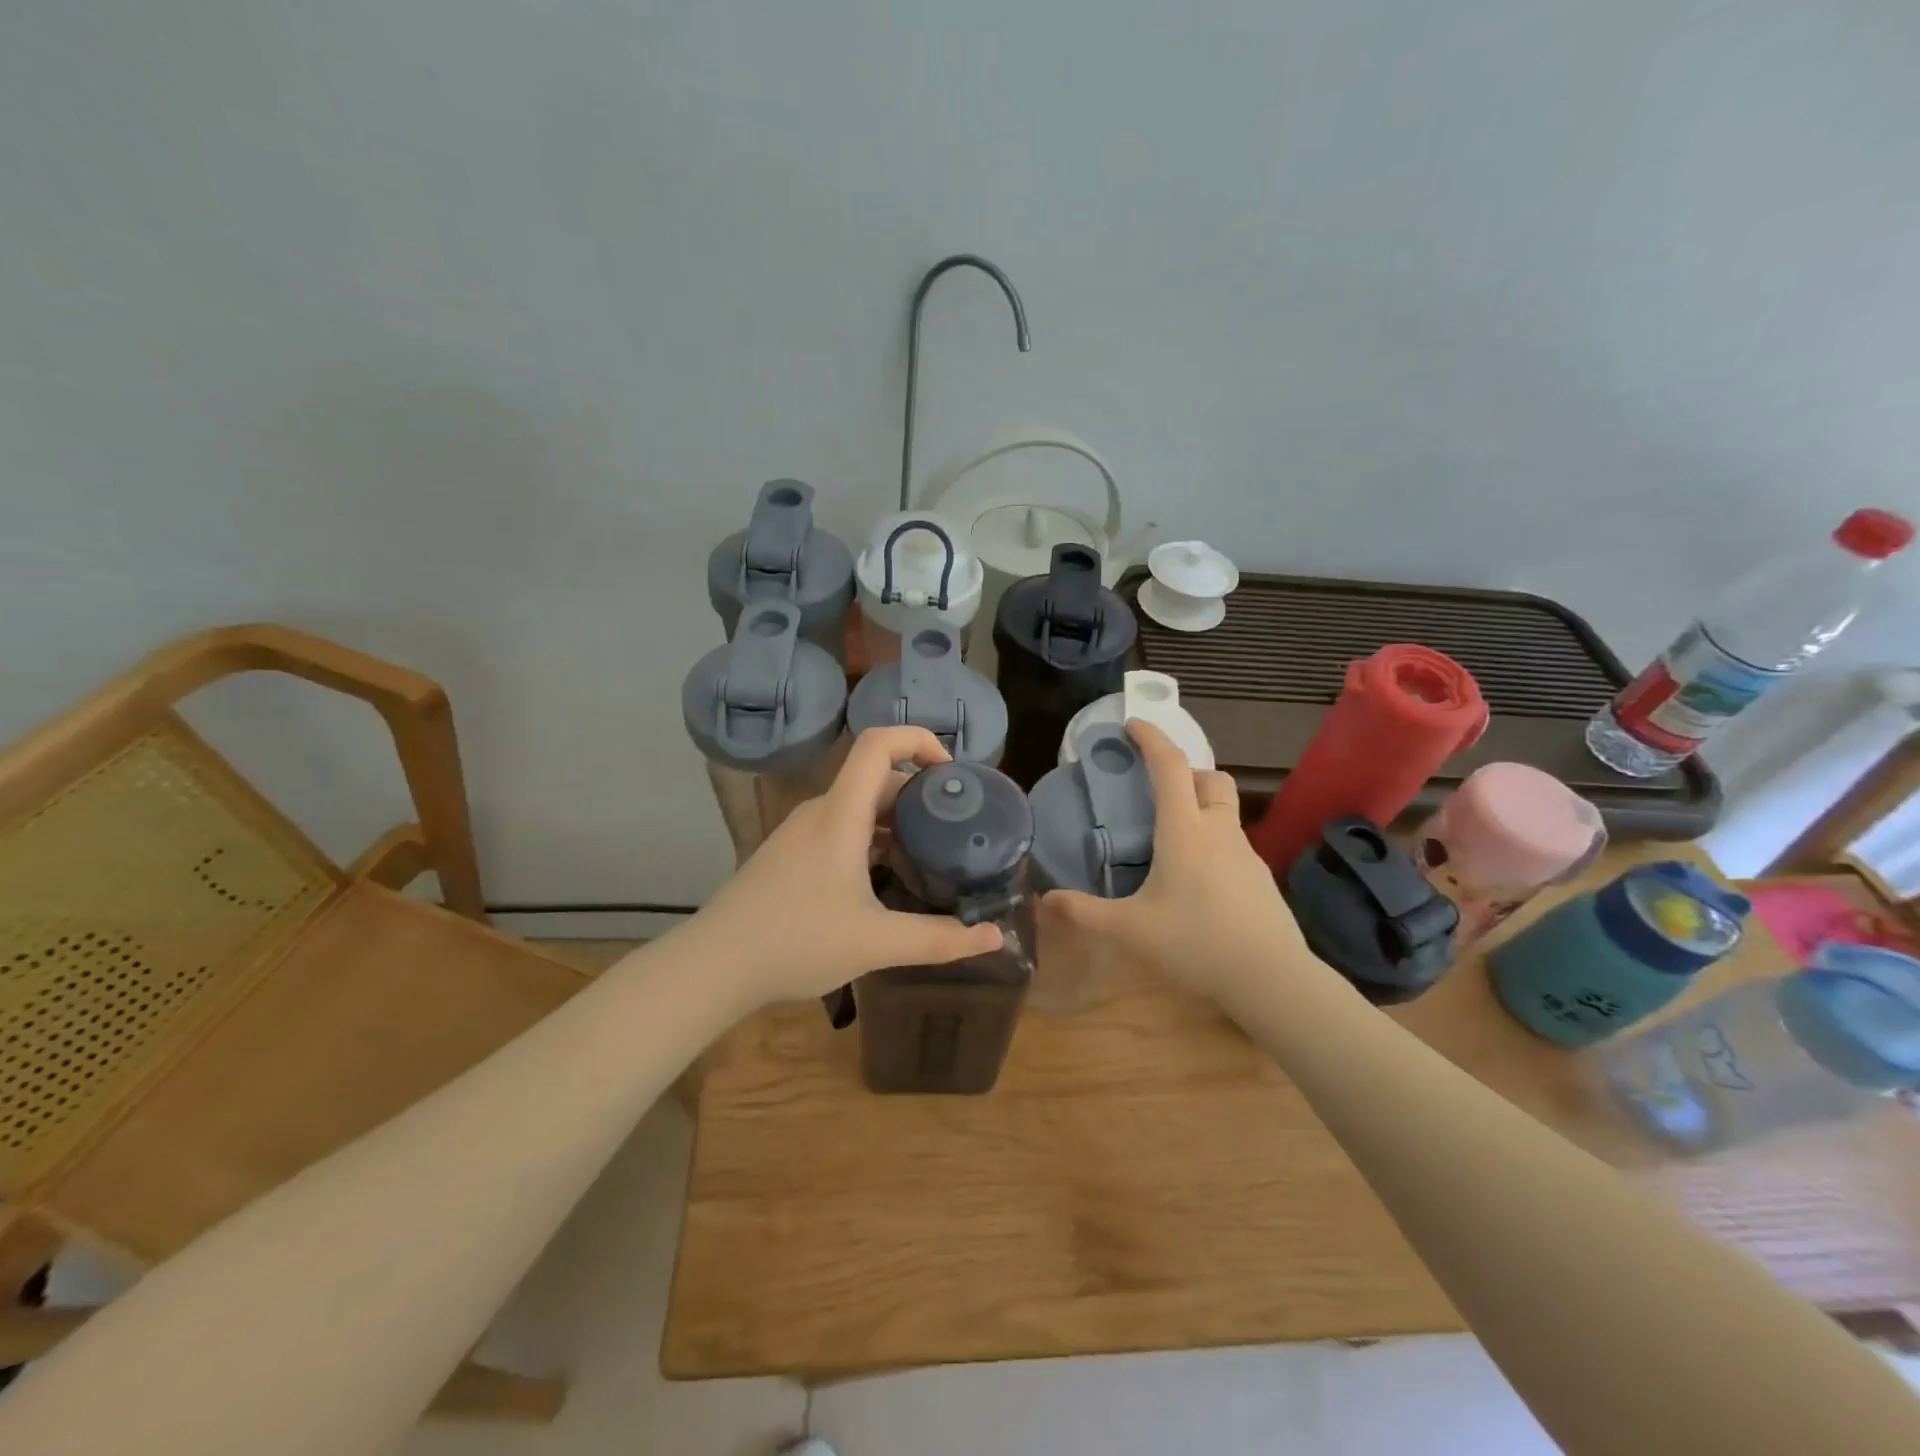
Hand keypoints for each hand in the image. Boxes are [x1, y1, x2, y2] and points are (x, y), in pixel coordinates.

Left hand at [686, 726, 1004, 1005]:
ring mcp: (800, 833)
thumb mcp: (877, 943)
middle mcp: (819, 812)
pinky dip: (871, 839)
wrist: (713, 966)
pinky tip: (886, 880)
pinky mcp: (789, 855)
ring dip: (895, 820)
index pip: (878, 744)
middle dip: (919, 793)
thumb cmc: (796, 941)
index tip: (952, 775)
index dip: (919, 740)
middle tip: (954, 827)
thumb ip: (939, 940)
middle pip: (874, 778)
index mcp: (840, 814)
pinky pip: (840, 829)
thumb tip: (994, 937)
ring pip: (857, 807)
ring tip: (930, 854)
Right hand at [1039, 720, 1314, 1010]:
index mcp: (1185, 831)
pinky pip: (1233, 843)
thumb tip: (1044, 901)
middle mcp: (1218, 832)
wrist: (1271, 978)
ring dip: (1201, 806)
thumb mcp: (1130, 930)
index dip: (1151, 739)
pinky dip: (1213, 841)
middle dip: (1185, 771)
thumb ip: (1084, 913)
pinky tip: (1197, 879)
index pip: (1170, 767)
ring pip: (1225, 810)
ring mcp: (1246, 854)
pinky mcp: (1260, 878)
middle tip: (1157, 788)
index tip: (1132, 724)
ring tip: (1172, 837)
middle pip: (1210, 778)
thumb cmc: (1195, 943)